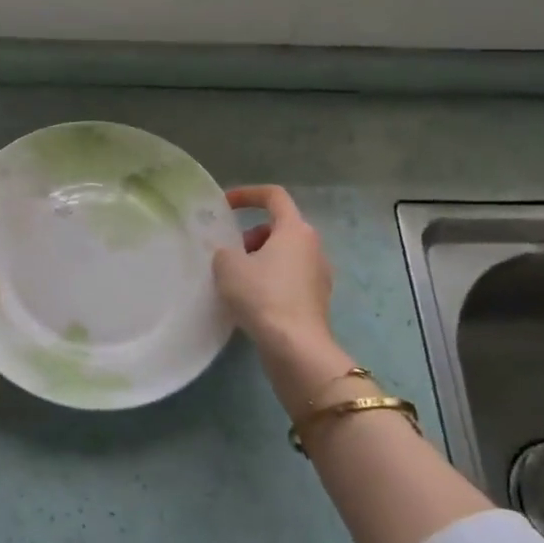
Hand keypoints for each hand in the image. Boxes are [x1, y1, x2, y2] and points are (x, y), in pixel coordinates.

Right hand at [214, 185, 355, 415]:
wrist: (295, 347)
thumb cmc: (262, 296)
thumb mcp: (228, 266)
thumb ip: (224, 251)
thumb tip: (230, 255)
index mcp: (295, 230)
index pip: (274, 196)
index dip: (247, 195)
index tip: (224, 206)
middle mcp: (313, 247)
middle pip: (279, 228)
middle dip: (250, 236)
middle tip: (229, 254)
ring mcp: (319, 275)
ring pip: (284, 256)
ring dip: (260, 261)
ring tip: (236, 281)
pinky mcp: (316, 301)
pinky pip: (289, 280)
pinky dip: (270, 282)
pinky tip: (251, 302)